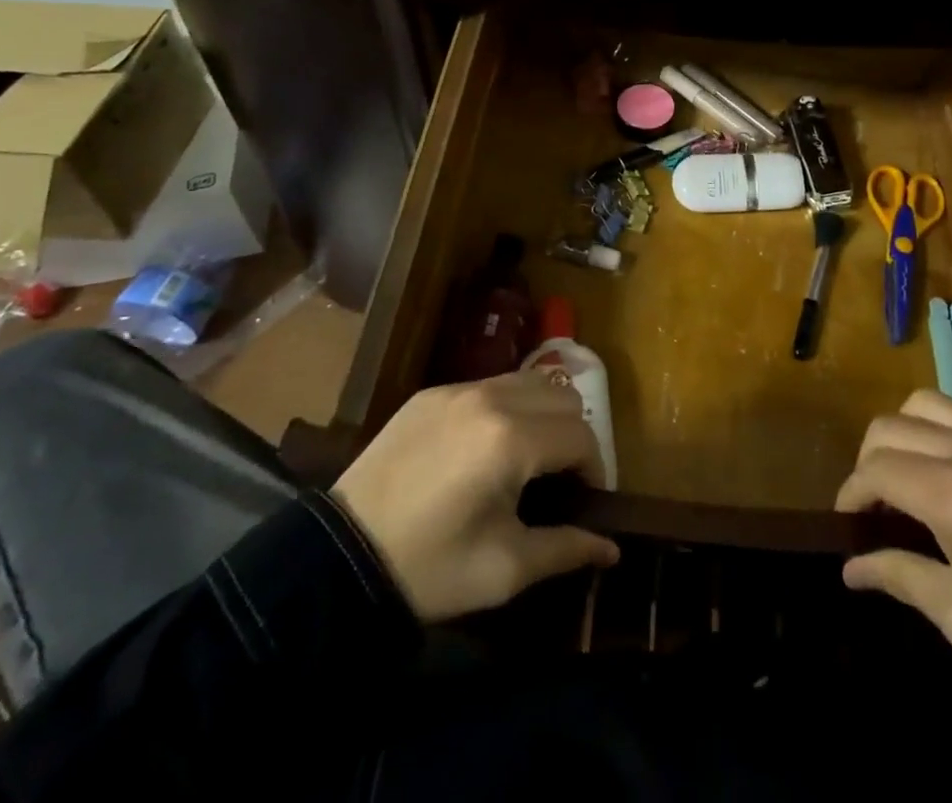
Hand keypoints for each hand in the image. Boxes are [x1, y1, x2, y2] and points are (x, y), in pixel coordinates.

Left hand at [331, 370, 619, 621]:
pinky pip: (490, 386)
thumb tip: (613, 548)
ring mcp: (458, 389)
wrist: (338, 558)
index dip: (595, 470)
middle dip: (573, 434)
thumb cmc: (430, 568)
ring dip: (543, 413)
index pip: (582, 435)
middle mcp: (491, 398)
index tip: (586, 501)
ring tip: (527, 457)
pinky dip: (507, 407)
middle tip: (559, 478)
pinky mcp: (431, 393)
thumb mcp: (504, 569)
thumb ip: (567, 549)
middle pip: (564, 395)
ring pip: (529, 381)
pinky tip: (486, 448)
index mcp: (512, 439)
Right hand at [836, 391, 951, 704]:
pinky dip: (950, 423)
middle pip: (891, 425)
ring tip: (913, 468)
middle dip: (869, 459)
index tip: (849, 521)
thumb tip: (849, 567)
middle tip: (877, 500)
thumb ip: (899, 577)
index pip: (874, 469)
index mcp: (948, 494)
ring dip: (905, 430)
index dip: (850, 492)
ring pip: (928, 401)